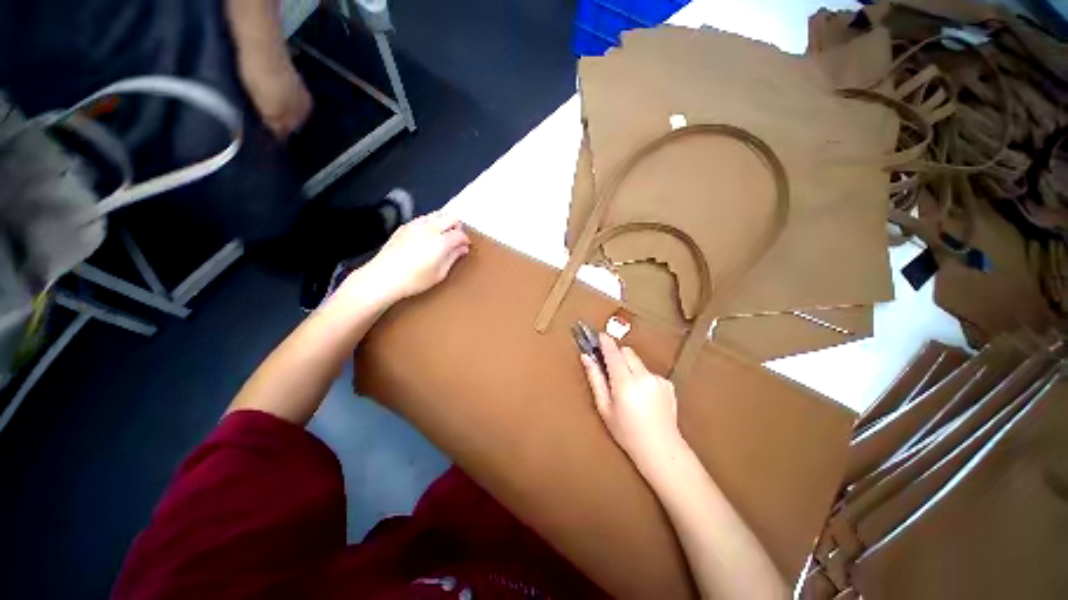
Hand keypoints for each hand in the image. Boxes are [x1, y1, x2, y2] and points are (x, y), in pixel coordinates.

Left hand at [343, 211, 470, 305]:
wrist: (383, 277)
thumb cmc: (414, 280)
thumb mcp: (439, 273)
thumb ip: (453, 258)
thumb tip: (463, 249)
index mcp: (441, 241)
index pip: (460, 234)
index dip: (465, 240)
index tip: (465, 247)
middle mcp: (430, 228)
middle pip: (451, 217)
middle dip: (457, 227)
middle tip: (456, 239)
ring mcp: (416, 225)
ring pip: (437, 214)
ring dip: (444, 222)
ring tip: (443, 236)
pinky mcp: (405, 226)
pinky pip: (424, 218)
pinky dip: (431, 223)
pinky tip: (428, 236)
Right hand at [581, 334, 684, 470]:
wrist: (661, 449)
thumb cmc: (627, 432)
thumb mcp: (604, 407)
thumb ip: (595, 378)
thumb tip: (586, 357)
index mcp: (625, 382)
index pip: (613, 352)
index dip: (605, 342)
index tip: (599, 335)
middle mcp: (643, 376)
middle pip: (627, 352)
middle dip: (617, 355)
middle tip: (611, 370)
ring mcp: (658, 379)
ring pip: (638, 362)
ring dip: (630, 367)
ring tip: (629, 390)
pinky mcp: (668, 384)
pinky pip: (649, 372)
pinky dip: (643, 377)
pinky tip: (643, 397)